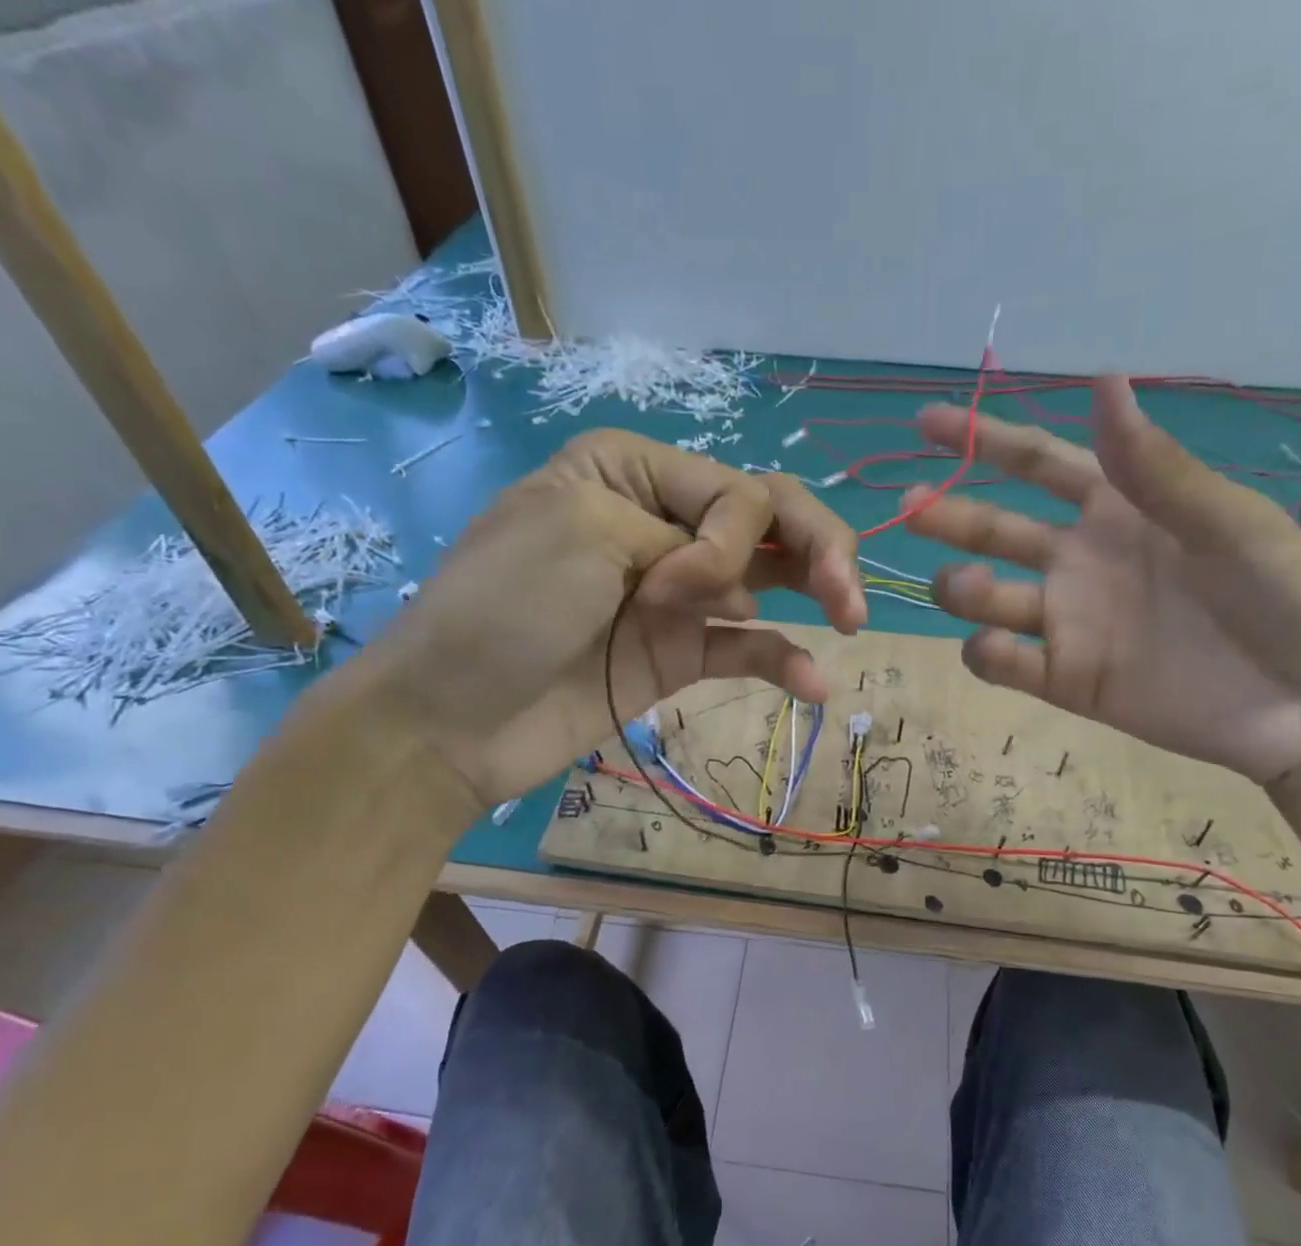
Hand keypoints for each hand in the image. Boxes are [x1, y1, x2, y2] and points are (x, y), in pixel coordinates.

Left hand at [361, 429, 865, 806]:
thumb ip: (682, 533)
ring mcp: (675, 595)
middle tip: (849, 598)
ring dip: (818, 593)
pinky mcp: (680, 656)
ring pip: (770, 579)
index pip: (732, 486)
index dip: (733, 534)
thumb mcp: (584, 528)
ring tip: (850, 622)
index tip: (680, 587)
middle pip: (767, 521)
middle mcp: (662, 524)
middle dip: (817, 548)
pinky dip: (784, 661)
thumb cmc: (504, 607)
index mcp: (631, 471)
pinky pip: (748, 648)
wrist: (451, 719)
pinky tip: (812, 685)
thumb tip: (740, 588)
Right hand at [905, 377, 1300, 782]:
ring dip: (963, 589)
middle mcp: (1080, 562)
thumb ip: (1155, 467)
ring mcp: (1070, 624)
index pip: (1037, 465)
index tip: (924, 423)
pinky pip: (1010, 666)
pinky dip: (988, 657)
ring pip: (989, 600)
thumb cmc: (1287, 597)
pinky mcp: (1068, 681)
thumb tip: (1102, 379)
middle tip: (910, 508)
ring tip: (964, 587)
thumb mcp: (1228, 522)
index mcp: (1119, 510)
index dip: (984, 441)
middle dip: (949, 517)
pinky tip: (991, 649)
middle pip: (996, 532)